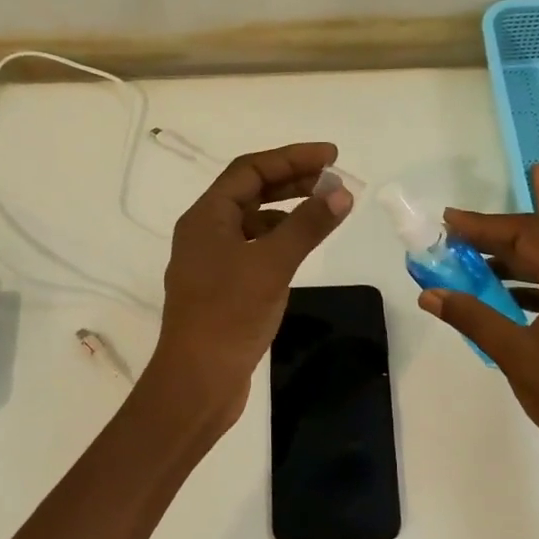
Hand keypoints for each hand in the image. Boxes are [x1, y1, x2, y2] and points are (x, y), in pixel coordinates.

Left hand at [149, 142, 353, 429]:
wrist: (197, 382)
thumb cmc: (229, 315)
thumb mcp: (272, 265)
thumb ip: (307, 226)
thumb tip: (341, 193)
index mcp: (206, 217)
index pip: (250, 170)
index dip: (292, 158)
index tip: (331, 156)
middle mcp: (205, 232)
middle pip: (250, 191)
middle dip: (292, 180)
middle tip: (333, 178)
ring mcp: (212, 261)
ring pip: (253, 221)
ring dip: (287, 209)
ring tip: (324, 208)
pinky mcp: (222, 287)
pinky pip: (254, 247)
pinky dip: (280, 239)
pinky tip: (301, 247)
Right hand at [417, 210, 538, 462]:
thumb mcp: (515, 356)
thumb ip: (473, 319)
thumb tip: (431, 294)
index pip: (527, 234)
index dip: (485, 224)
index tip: (449, 222)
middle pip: (537, 247)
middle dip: (492, 241)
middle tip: (452, 242)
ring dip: (507, 265)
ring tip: (468, 270)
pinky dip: (523, 290)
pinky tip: (500, 304)